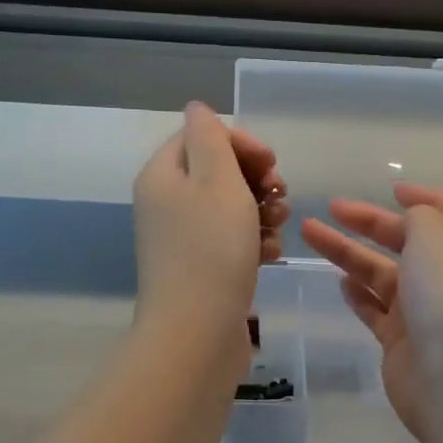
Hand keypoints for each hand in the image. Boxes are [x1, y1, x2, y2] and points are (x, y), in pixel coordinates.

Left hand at [133, 103, 286, 346]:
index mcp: (163, 176)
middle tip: (279, 195)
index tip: (270, 164)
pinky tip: (270, 255)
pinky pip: (231, 242)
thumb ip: (210, 137)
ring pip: (230, 208)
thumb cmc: (211, 250)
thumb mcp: (216, 180)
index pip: (200, 136)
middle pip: (217, 172)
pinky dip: (253, 242)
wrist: (197, 332)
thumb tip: (198, 110)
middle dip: (256, 179)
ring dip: (261, 211)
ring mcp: (183, 240)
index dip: (240, 143)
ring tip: (278, 228)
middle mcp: (167, 204)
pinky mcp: (200, 269)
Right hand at [300, 184, 442, 442]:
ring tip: (311, 236)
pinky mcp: (401, 343)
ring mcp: (424, 312)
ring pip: (382, 274)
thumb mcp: (436, 233)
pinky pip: (376, 311)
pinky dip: (359, 294)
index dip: (424, 196)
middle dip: (369, 223)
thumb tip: (410, 221)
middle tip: (331, 208)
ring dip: (349, 254)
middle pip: (406, 241)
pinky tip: (339, 282)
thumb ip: (419, 216)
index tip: (391, 189)